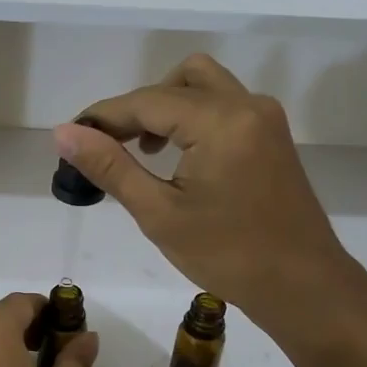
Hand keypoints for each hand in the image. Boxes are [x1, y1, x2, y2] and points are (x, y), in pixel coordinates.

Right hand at [54, 54, 366, 330]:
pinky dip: (190, 117)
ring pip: (202, 86)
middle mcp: (246, 105)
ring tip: (141, 151)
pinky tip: (174, 157)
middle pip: (176, 81)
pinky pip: (221, 105)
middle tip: (109, 147)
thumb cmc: (228, 255)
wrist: (302, 286)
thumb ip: (110, 167)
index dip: (103, 117)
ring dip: (165, 107)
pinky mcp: (270, 134)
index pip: (146, 101)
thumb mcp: (159, 213)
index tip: (71, 137)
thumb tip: (64, 133)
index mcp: (220, 121)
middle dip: (136, 108)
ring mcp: (263, 117)